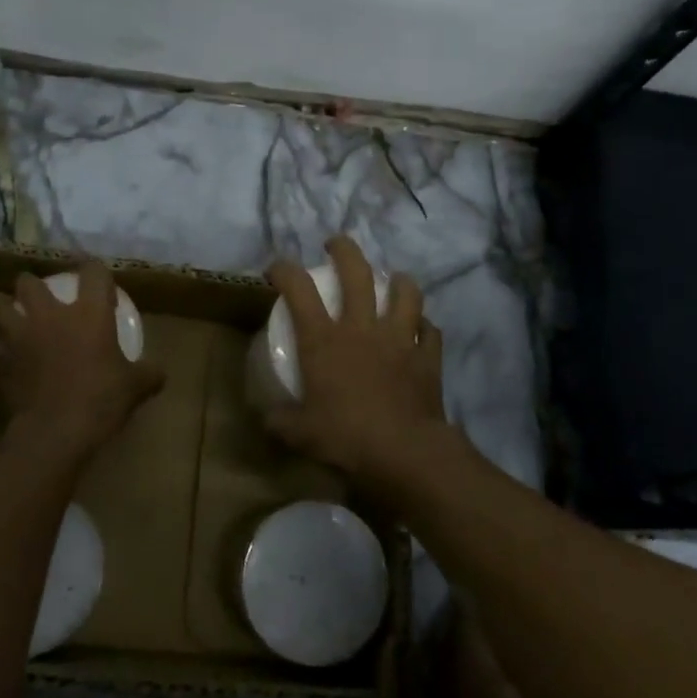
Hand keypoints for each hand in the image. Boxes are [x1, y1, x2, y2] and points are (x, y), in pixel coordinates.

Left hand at [0, 262, 164, 458]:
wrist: (56, 433)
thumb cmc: (101, 400)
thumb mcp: (136, 387)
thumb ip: (149, 374)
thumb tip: (159, 373)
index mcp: (88, 313)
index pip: (93, 273)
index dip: (97, 272)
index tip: (101, 285)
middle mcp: (50, 316)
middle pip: (29, 283)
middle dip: (32, 284)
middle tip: (41, 296)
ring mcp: (19, 339)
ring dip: (4, 311)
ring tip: (12, 319)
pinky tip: (5, 362)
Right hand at [264, 236, 447, 490]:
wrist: (403, 452)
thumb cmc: (346, 437)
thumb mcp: (299, 433)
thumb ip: (279, 420)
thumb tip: (266, 417)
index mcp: (324, 340)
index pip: (298, 290)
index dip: (284, 270)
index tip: (277, 269)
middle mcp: (361, 327)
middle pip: (356, 273)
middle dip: (344, 250)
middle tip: (335, 245)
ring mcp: (399, 338)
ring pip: (404, 292)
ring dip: (398, 281)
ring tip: (393, 280)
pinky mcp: (427, 355)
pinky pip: (430, 330)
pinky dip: (424, 326)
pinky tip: (420, 329)